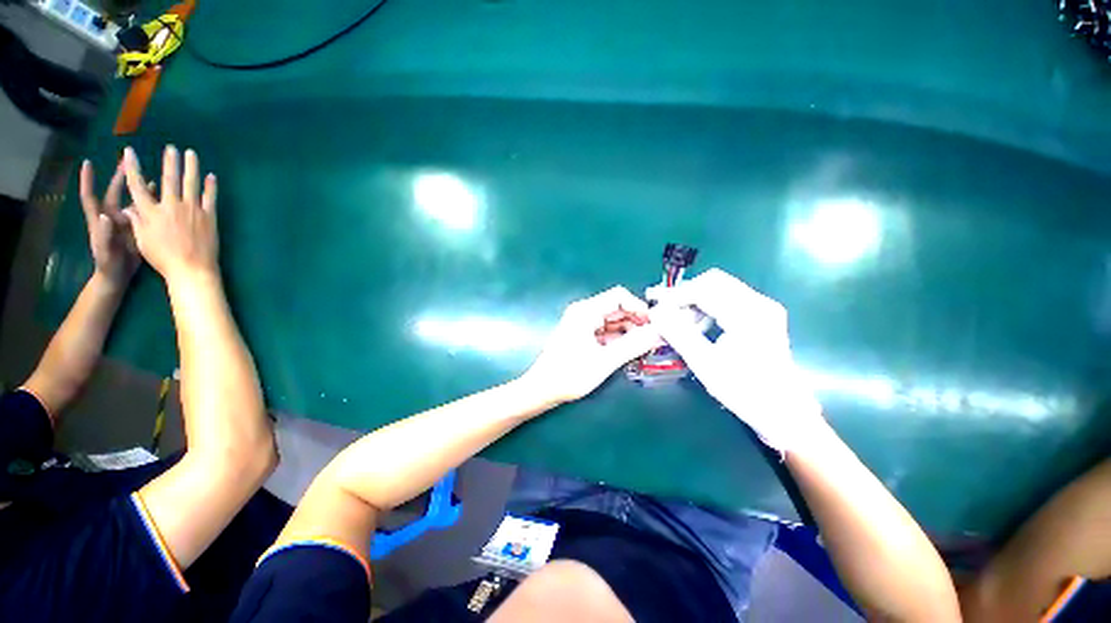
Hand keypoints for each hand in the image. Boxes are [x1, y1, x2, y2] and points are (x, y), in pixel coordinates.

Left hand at [79, 159, 139, 285]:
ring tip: (147, 172)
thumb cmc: (109, 265)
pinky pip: (143, 211)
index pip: (91, 196)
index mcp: (101, 220)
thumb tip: (106, 216)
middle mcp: (112, 216)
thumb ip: (104, 234)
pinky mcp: (137, 228)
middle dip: (119, 177)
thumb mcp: (105, 251)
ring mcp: (125, 222)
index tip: (87, 163)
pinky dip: (149, 201)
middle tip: (128, 161)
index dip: (88, 181)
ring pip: (130, 199)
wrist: (117, 277)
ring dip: (136, 186)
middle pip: (114, 193)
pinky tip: (159, 194)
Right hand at [121, 146, 218, 285]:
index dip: (133, 167)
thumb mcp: (142, 240)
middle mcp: (171, 207)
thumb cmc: (163, 258)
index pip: (137, 185)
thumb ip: (136, 221)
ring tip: (191, 153)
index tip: (129, 152)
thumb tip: (127, 207)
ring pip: (191, 183)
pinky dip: (211, 186)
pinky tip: (212, 176)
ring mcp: (192, 210)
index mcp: (150, 213)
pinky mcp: (209, 217)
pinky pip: (210, 198)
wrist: (191, 269)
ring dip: (190, 167)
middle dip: (169, 161)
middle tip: (170, 147)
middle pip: (169, 179)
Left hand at [521, 286, 658, 404]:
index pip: (619, 296)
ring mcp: (583, 324)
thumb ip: (633, 345)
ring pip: (613, 321)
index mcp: (586, 311)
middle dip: (637, 321)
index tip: (654, 325)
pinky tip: (630, 351)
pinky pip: (606, 332)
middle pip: (617, 308)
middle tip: (654, 339)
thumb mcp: (605, 361)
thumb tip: (658, 332)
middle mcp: (584, 312)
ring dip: (630, 332)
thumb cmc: (569, 374)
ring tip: (645, 347)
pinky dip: (619, 339)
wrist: (542, 390)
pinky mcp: (583, 336)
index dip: (639, 307)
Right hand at [649, 268, 823, 452]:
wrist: (784, 411)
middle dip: (684, 294)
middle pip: (712, 282)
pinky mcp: (761, 315)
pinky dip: (706, 307)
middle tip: (663, 310)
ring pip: (719, 289)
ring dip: (694, 300)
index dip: (675, 295)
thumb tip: (655, 311)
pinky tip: (697, 325)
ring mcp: (762, 307)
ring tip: (677, 321)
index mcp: (748, 314)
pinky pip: (727, 299)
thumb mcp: (705, 363)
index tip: (654, 306)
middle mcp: (759, 303)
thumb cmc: (745, 390)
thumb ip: (678, 333)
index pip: (704, 288)